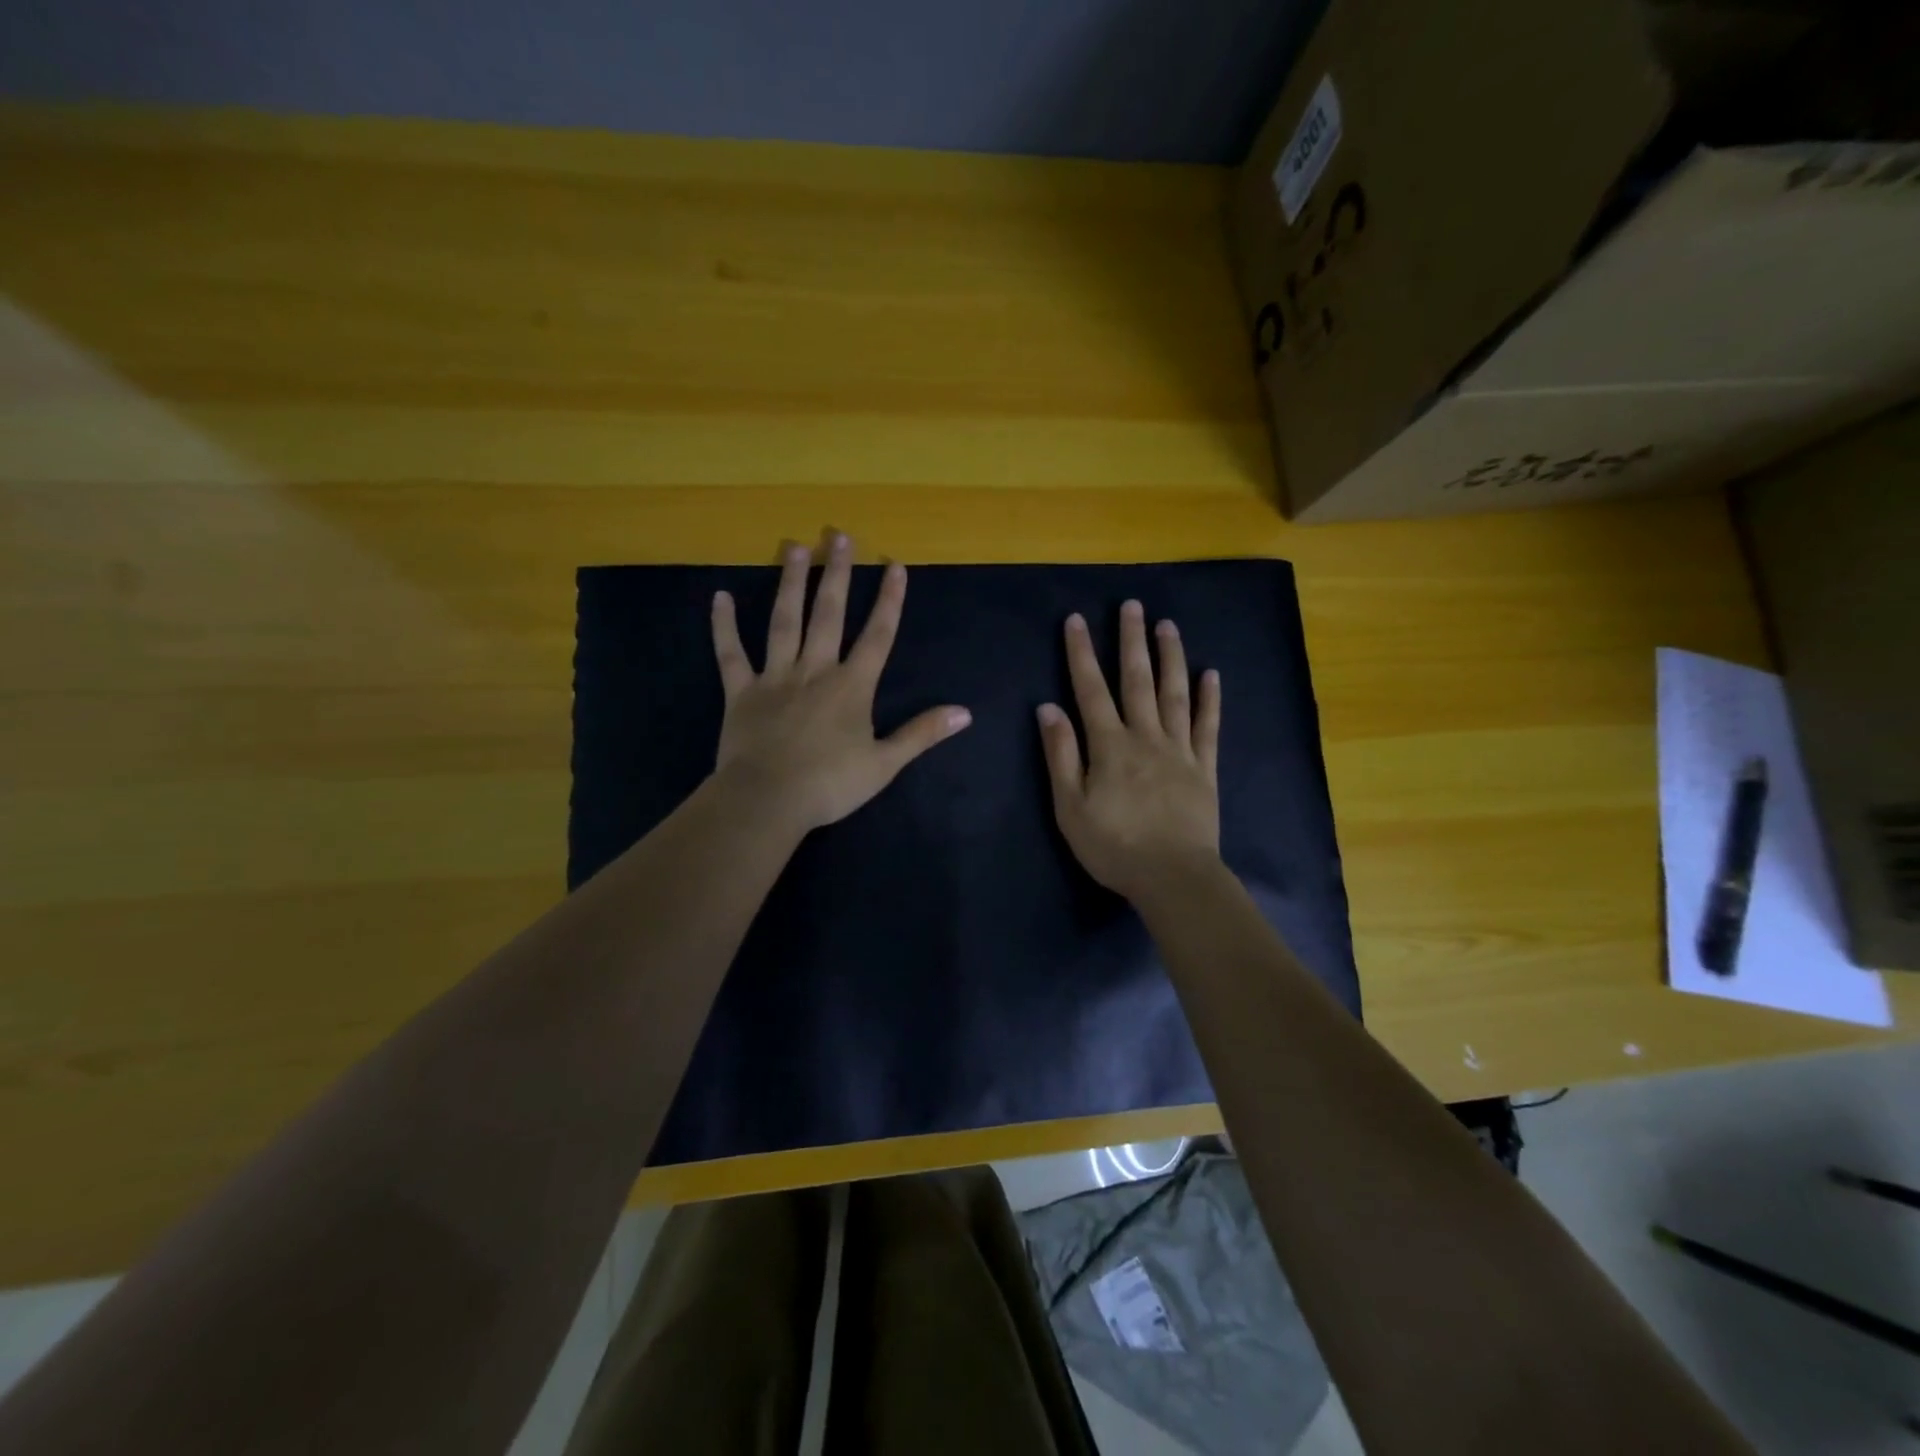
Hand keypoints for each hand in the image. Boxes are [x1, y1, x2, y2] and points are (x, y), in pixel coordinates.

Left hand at [711, 531, 971, 834]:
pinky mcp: (741, 692)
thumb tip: (964, 713)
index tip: (895, 565)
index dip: (889, 600)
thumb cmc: (830, 784)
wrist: (768, 800)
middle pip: (828, 614)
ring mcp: (775, 677)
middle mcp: (815, 670)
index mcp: (851, 687)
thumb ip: (922, 733)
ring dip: (790, 584)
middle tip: (838, 535)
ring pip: (784, 622)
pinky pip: (730, 654)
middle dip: (836, 574)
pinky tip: (720, 597)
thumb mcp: (885, 764)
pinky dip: (724, 626)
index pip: (877, 636)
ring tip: (794, 547)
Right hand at [1037, 600, 1221, 900]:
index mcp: (1109, 746)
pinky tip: (1211, 675)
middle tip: (1132, 605)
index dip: (1081, 654)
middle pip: (1137, 681)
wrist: (1173, 877)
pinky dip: (1209, 699)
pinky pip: (1208, 727)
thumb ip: (1061, 755)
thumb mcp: (1070, 807)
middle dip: (1131, 641)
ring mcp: (1180, 750)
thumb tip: (1048, 708)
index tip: (1076, 620)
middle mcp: (1146, 737)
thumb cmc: (1114, 846)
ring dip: (1171, 658)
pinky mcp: (1205, 769)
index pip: (1091, 690)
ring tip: (1168, 626)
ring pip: (1175, 694)